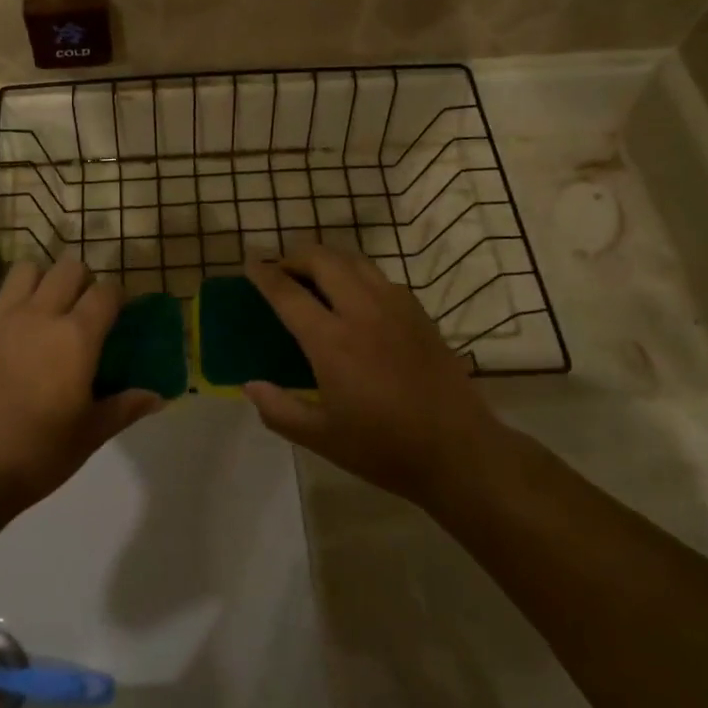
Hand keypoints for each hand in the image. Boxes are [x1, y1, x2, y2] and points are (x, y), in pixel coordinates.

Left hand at [0, 257, 161, 507]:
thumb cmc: (38, 453)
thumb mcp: (91, 434)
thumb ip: (125, 407)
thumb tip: (157, 397)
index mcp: (77, 336)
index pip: (106, 292)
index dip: (117, 297)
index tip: (119, 315)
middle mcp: (40, 315)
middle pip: (68, 268)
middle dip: (82, 281)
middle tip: (82, 311)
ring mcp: (1, 319)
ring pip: (25, 270)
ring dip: (40, 282)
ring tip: (43, 310)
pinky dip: (0, 306)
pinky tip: (4, 331)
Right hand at [243, 246, 498, 507]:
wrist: (459, 452)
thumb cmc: (385, 448)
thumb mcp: (322, 438)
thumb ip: (279, 410)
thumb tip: (250, 385)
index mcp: (332, 342)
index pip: (288, 293)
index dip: (263, 273)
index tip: (249, 261)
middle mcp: (362, 312)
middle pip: (323, 260)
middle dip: (295, 255)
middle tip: (280, 269)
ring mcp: (395, 308)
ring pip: (354, 261)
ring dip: (327, 259)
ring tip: (313, 275)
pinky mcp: (419, 313)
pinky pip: (380, 277)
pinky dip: (356, 273)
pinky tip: (354, 295)